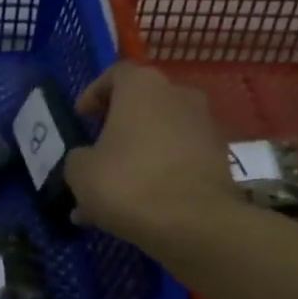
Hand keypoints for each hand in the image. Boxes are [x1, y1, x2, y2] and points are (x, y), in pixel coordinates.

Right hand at [63, 62, 237, 248]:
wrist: (195, 224)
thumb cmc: (129, 183)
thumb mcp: (81, 171)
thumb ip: (78, 158)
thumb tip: (86, 160)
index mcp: (143, 86)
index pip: (115, 74)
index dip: (94, 94)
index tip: (82, 117)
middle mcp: (178, 96)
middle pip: (141, 105)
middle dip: (117, 128)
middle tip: (96, 153)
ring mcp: (204, 127)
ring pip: (159, 137)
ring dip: (136, 157)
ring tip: (111, 193)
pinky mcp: (219, 159)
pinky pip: (178, 160)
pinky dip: (158, 175)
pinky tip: (137, 208)